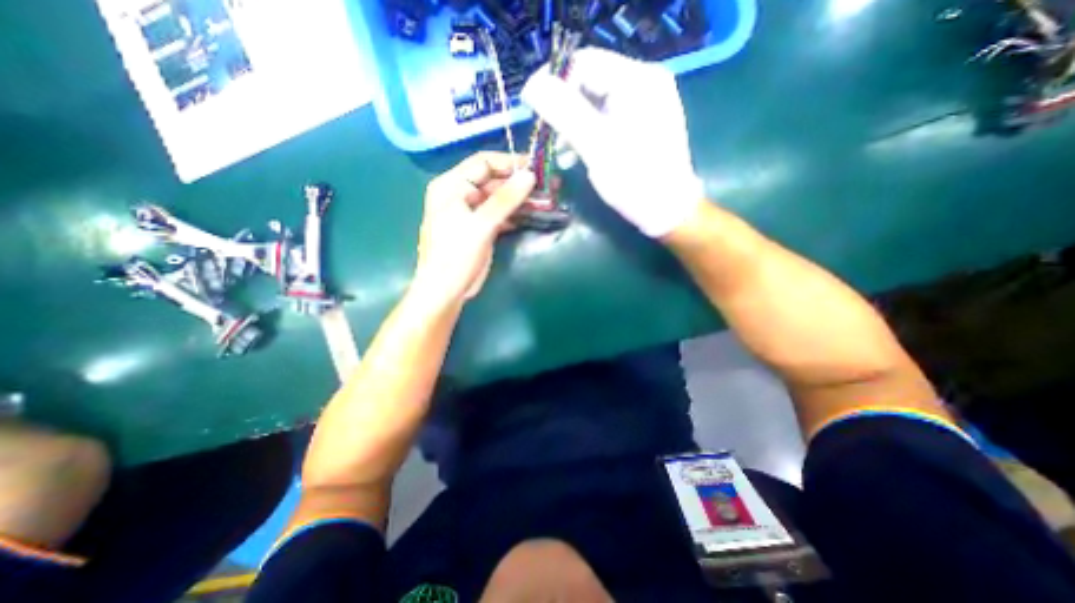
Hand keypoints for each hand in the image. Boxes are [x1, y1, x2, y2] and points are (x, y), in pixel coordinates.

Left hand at [410, 153, 534, 305]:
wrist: (446, 291)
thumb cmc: (456, 256)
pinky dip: (514, 213)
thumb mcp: (481, 226)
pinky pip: (498, 213)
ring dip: (519, 199)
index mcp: (451, 186)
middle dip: (518, 183)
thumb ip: (505, 199)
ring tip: (544, 200)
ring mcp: (470, 212)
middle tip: (546, 186)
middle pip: (492, 180)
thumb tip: (530, 175)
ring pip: (498, 198)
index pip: (483, 163)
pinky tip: (531, 215)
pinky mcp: (479, 228)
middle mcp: (459, 194)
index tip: (536, 167)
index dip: (510, 163)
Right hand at [521, 48, 706, 235]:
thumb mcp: (597, 146)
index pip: (584, 62)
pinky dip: (587, 134)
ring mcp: (643, 104)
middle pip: (589, 82)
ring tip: (559, 152)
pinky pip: (605, 119)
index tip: (533, 110)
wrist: (668, 212)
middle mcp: (643, 83)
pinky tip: (575, 154)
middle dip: (563, 108)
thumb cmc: (635, 182)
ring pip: (594, 103)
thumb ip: (563, 112)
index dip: (553, 81)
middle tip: (546, 135)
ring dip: (572, 125)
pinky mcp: (640, 124)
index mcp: (637, 80)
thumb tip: (531, 85)